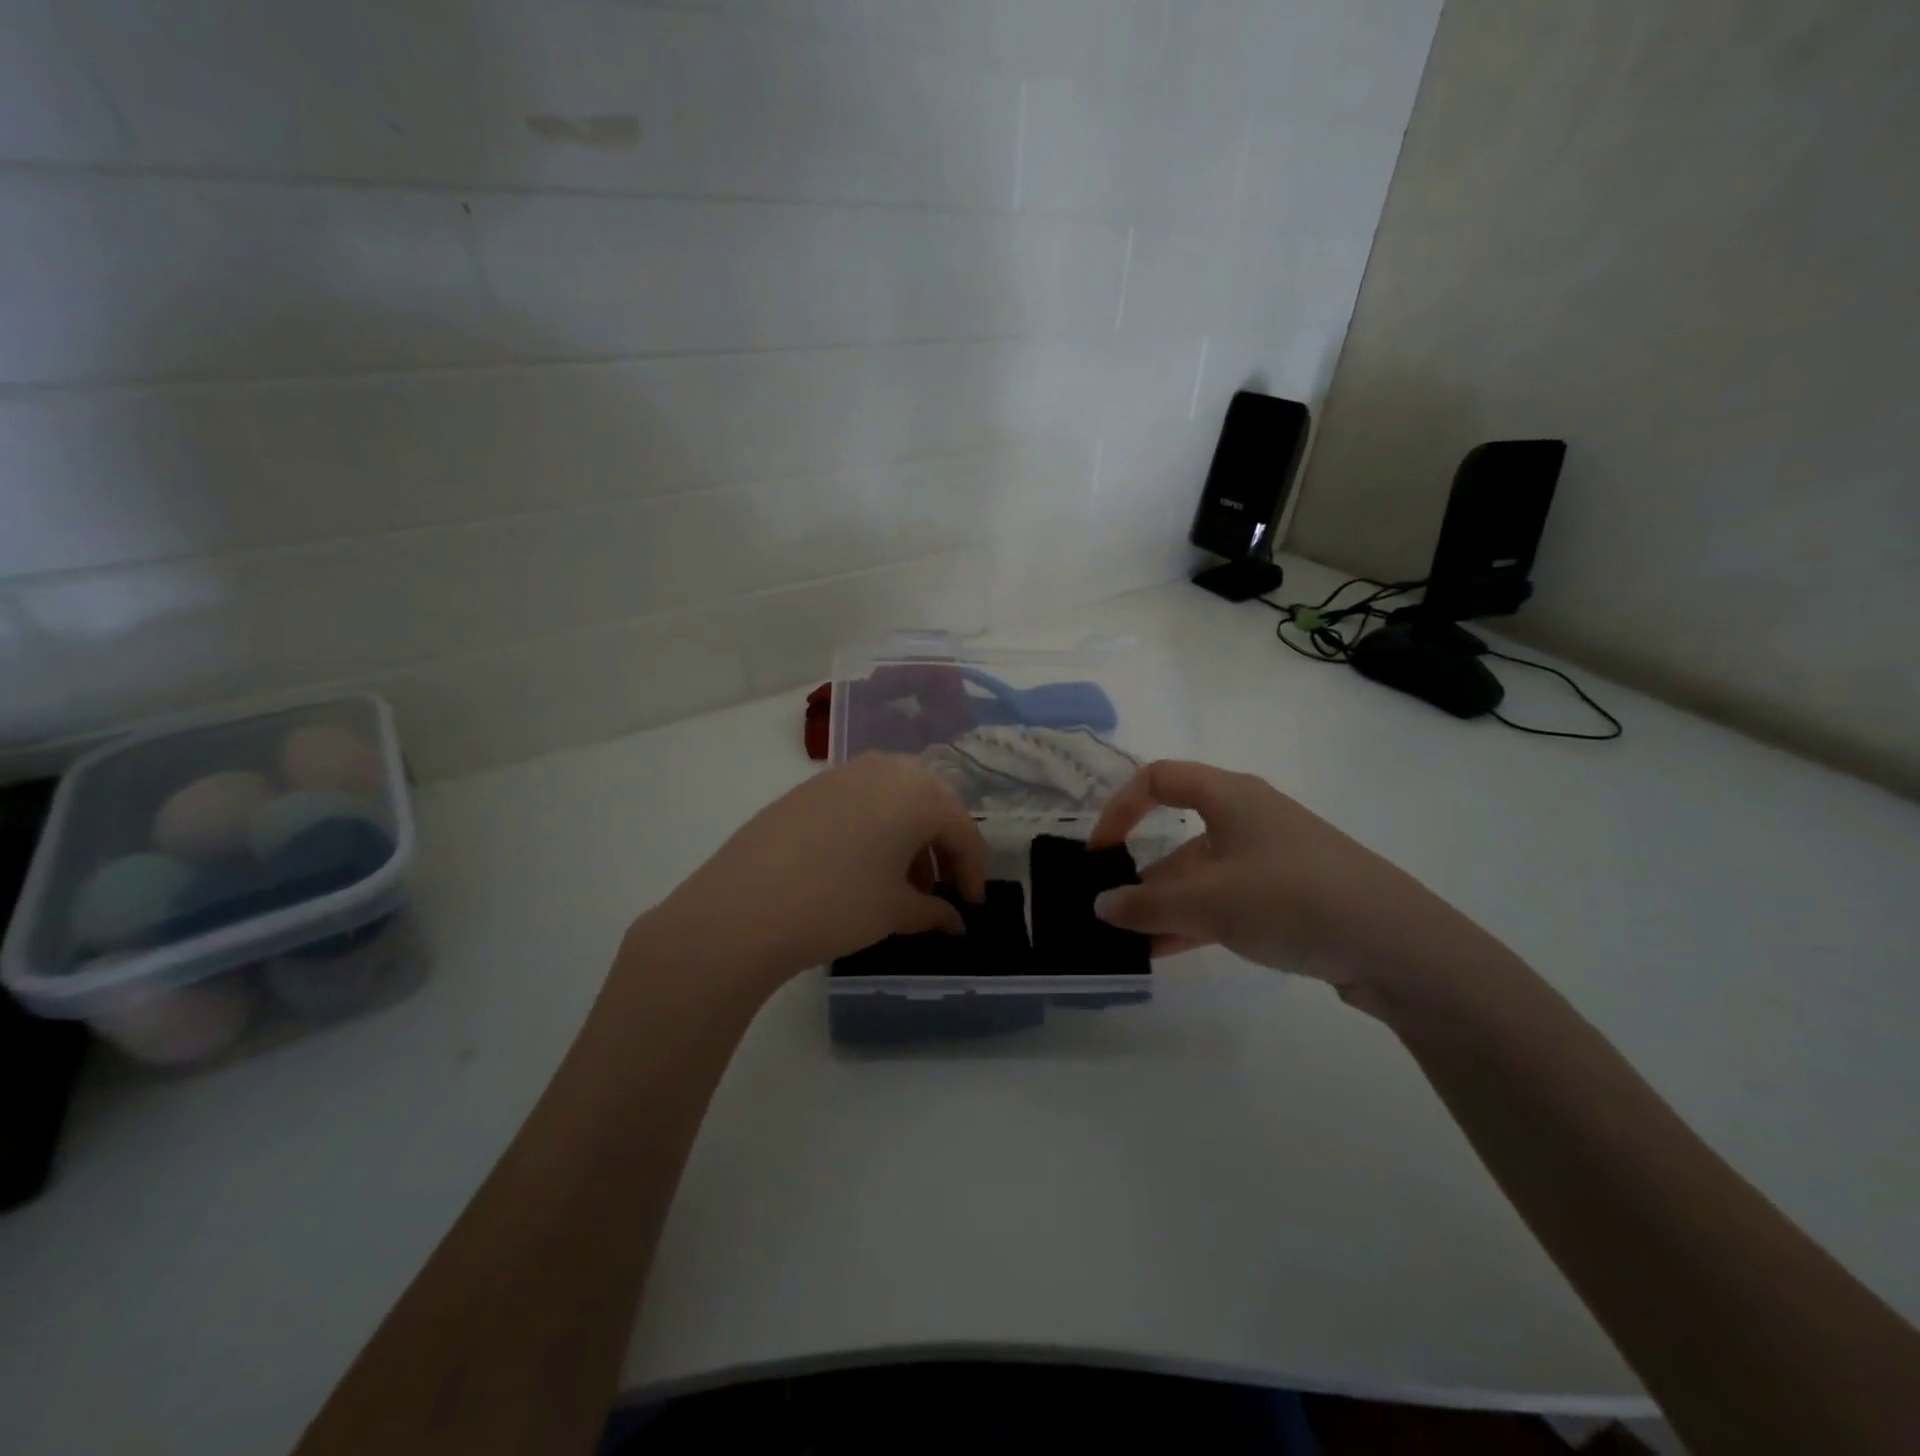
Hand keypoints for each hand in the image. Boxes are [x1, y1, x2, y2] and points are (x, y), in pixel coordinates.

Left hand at [638, 753, 987, 992]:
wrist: (743, 907)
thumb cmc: (837, 905)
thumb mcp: (895, 912)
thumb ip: (933, 912)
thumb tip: (954, 921)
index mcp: (918, 794)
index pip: (962, 829)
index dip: (973, 870)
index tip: (972, 905)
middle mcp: (886, 769)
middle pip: (931, 804)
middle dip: (942, 847)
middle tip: (941, 888)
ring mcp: (844, 773)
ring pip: (895, 799)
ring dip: (909, 837)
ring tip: (903, 884)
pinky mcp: (811, 787)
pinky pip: (862, 800)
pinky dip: (876, 828)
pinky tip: (863, 866)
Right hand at [1089, 760, 1512, 1015]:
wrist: (1398, 945)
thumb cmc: (1291, 898)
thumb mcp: (1209, 902)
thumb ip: (1147, 904)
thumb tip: (1100, 906)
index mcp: (1230, 796)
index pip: (1158, 779)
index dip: (1120, 808)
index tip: (1100, 851)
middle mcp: (1249, 818)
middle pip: (1179, 833)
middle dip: (1142, 871)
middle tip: (1112, 909)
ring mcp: (1272, 858)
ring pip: (1203, 874)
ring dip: (1167, 904)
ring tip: (1133, 942)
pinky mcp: (1290, 894)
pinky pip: (1228, 900)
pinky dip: (1197, 920)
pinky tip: (1171, 952)